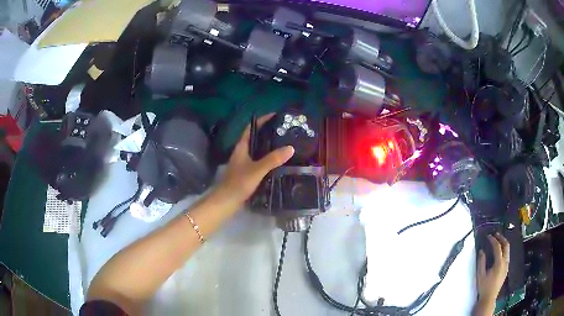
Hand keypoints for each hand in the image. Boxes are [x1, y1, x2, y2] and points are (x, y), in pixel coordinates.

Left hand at [216, 113, 293, 204]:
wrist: (226, 202)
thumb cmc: (239, 183)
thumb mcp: (257, 170)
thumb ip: (273, 159)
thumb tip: (290, 147)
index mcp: (241, 147)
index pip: (251, 128)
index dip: (261, 120)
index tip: (275, 116)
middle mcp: (242, 152)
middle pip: (255, 138)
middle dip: (267, 132)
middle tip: (284, 131)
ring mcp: (243, 163)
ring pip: (257, 150)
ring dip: (268, 146)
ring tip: (284, 144)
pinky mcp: (246, 173)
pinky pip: (258, 161)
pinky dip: (267, 158)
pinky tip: (277, 162)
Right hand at [477, 233, 509, 303]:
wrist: (489, 298)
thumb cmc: (484, 287)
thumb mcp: (480, 275)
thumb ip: (481, 262)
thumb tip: (481, 251)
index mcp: (499, 263)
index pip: (497, 247)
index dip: (493, 240)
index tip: (488, 236)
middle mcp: (505, 262)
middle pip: (506, 245)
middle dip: (501, 238)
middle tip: (495, 234)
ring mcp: (507, 265)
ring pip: (508, 250)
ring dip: (503, 243)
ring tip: (498, 241)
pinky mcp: (506, 269)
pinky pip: (507, 255)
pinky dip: (504, 250)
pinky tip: (499, 252)